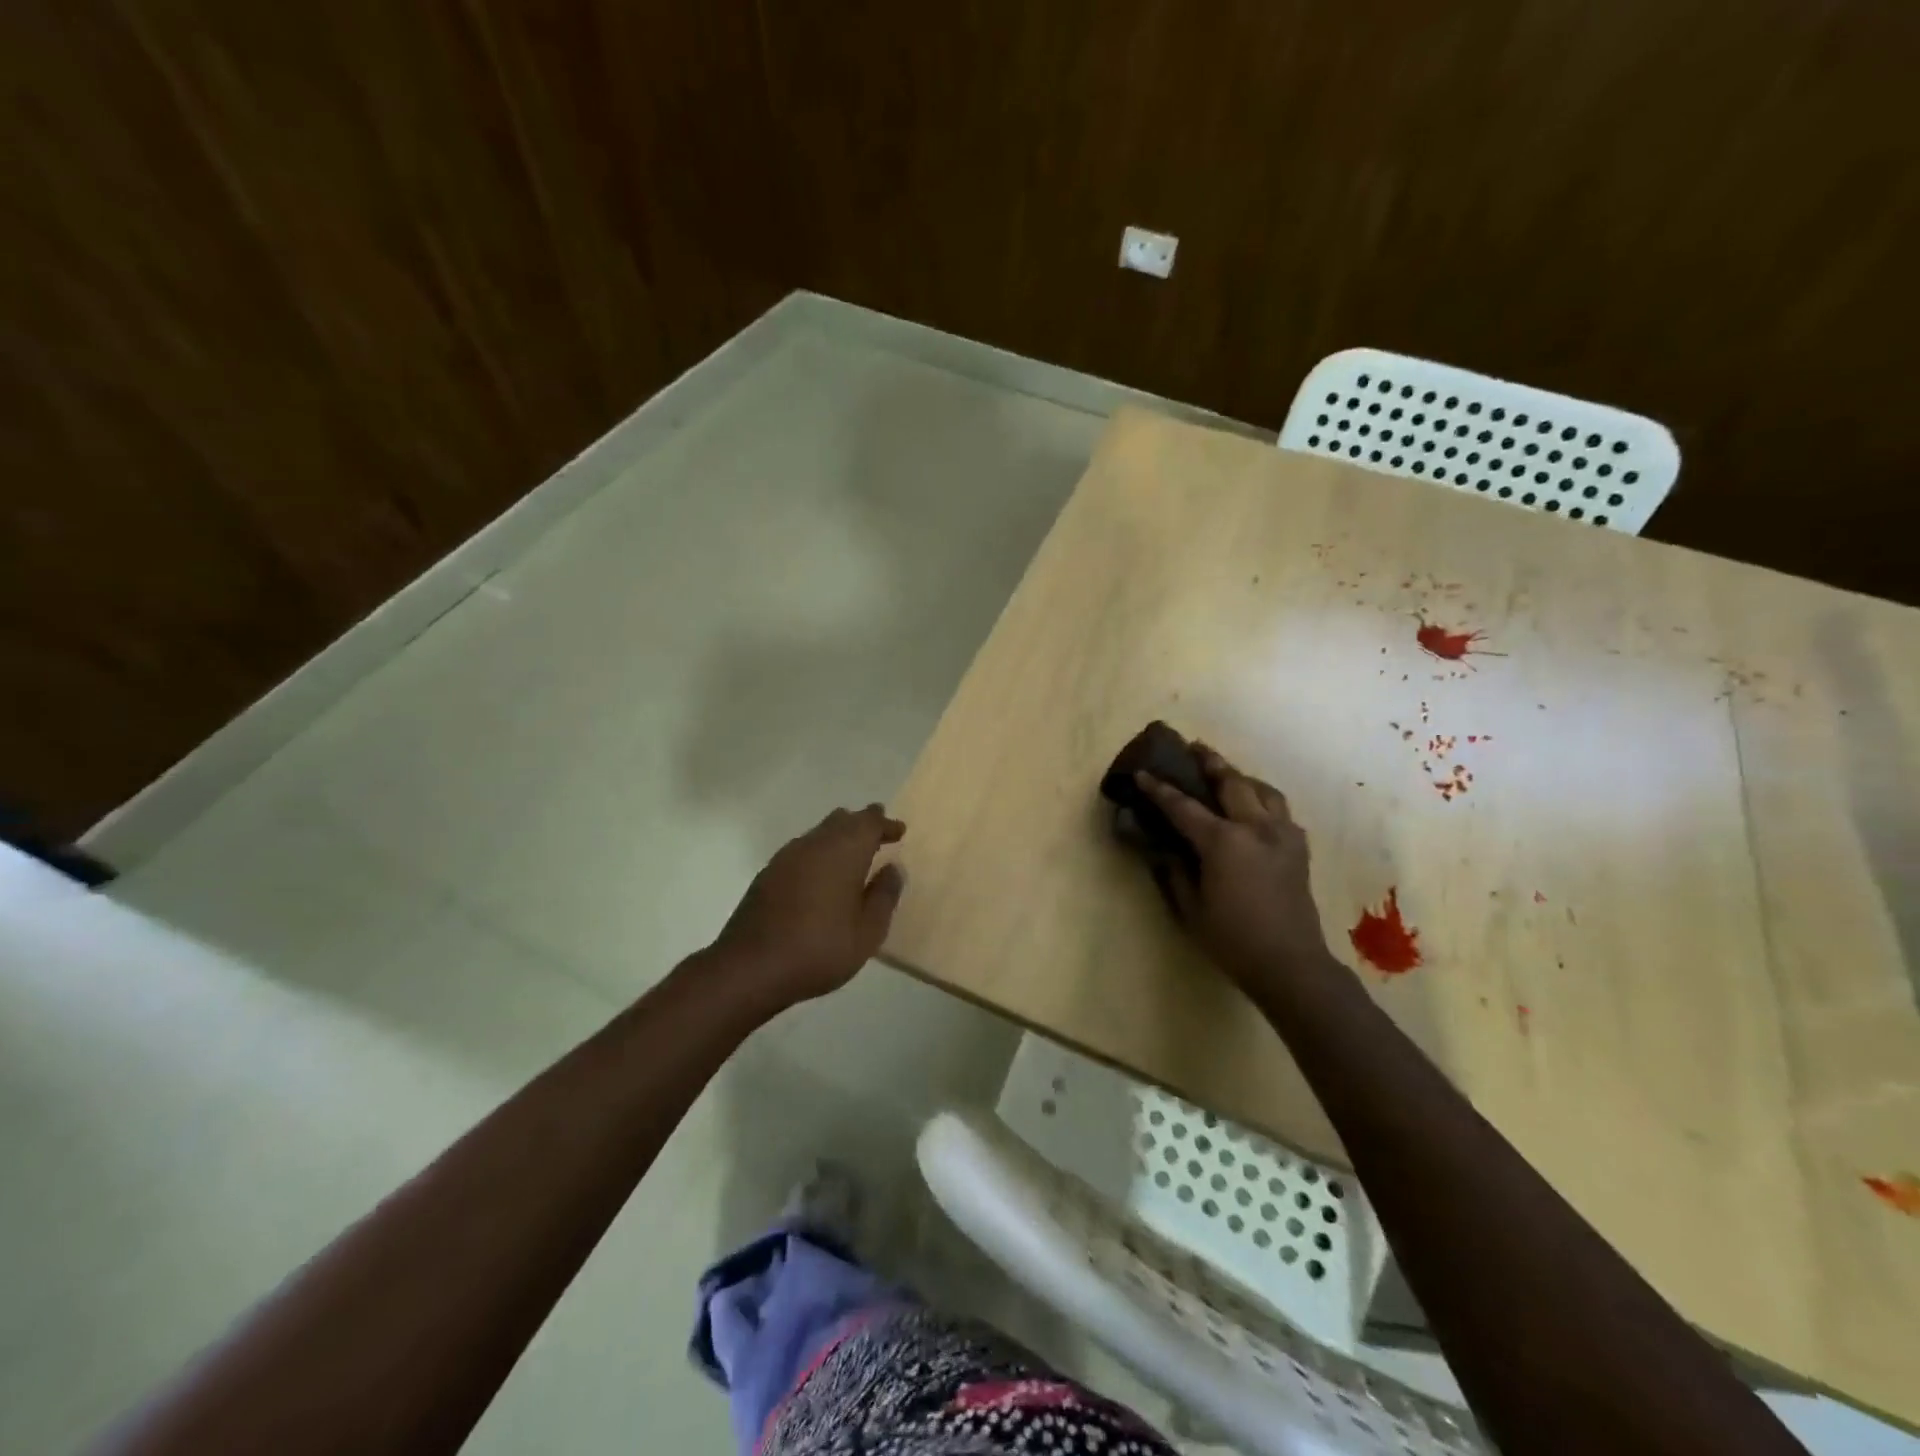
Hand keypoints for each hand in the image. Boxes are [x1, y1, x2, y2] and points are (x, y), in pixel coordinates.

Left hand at [709, 804, 905, 1010]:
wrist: (751, 967)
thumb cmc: (820, 949)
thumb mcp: (868, 931)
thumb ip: (884, 896)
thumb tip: (893, 869)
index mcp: (844, 851)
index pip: (869, 822)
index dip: (885, 824)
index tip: (899, 830)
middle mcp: (815, 844)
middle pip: (842, 820)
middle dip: (863, 824)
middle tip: (879, 834)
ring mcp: (787, 857)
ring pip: (820, 833)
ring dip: (839, 837)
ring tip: (853, 854)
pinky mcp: (769, 873)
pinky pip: (802, 850)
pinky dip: (819, 852)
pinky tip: (822, 874)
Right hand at [1134, 748, 1333, 990]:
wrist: (1291, 964)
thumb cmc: (1233, 939)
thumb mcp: (1191, 908)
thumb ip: (1175, 871)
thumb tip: (1162, 847)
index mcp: (1224, 842)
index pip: (1183, 807)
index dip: (1159, 790)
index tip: (1142, 773)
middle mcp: (1256, 828)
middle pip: (1231, 782)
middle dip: (1209, 762)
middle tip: (1193, 747)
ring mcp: (1283, 835)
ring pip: (1263, 790)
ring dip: (1241, 776)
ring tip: (1227, 773)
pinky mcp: (1299, 848)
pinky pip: (1280, 810)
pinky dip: (1263, 800)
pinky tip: (1255, 809)